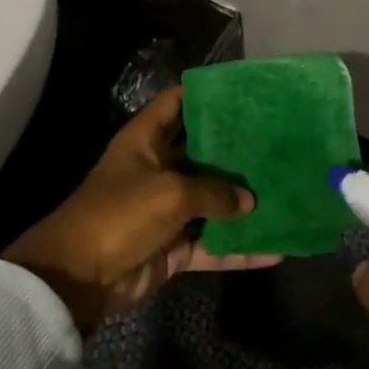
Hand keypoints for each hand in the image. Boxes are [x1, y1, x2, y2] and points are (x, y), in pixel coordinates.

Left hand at [5, 87, 279, 330]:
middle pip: (203, 153)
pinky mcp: (175, 246)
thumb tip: (249, 200)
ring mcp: (167, 209)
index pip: (177, 103)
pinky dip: (239, 250)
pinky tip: (275, 249)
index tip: (246, 92)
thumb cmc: (121, 214)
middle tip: (281, 143)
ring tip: (287, 193)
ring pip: (213, 201)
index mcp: (147, 141)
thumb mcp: (170, 192)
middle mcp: (158, 169)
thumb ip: (214, 192)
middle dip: (237, 151)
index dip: (206, 94)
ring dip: (243, 203)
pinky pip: (213, 244)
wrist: (80, 276)